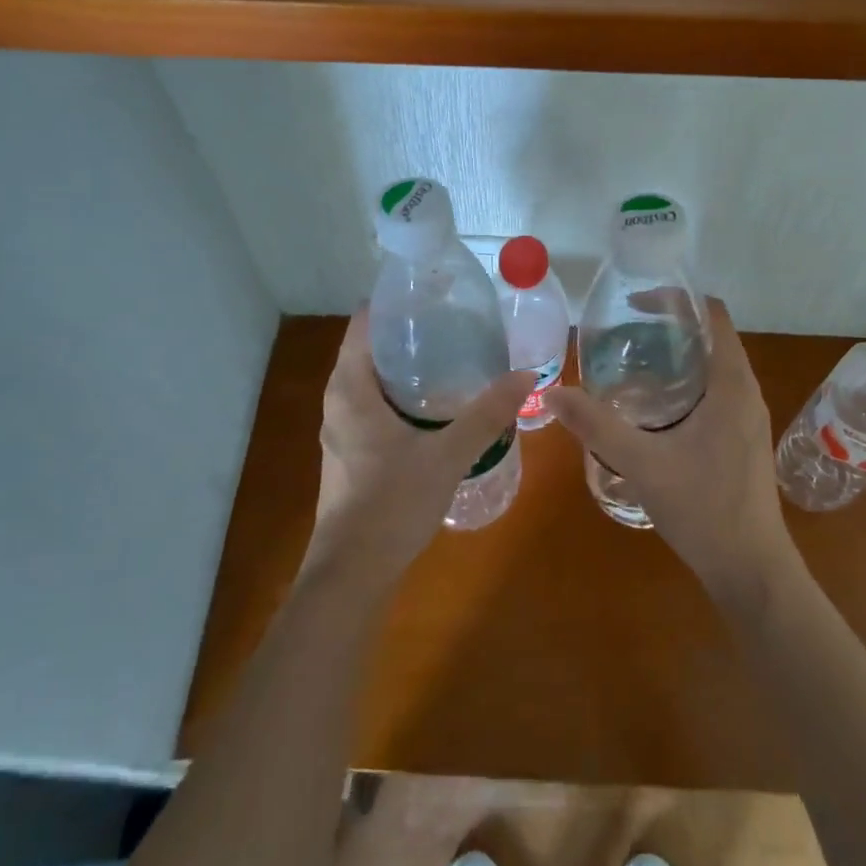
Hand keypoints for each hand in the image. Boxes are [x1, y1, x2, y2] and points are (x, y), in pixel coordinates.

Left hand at [302, 309, 534, 592]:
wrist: (352, 574)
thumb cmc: (390, 504)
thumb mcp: (447, 455)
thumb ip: (486, 414)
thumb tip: (526, 376)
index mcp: (350, 386)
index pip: (365, 321)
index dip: (397, 300)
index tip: (437, 291)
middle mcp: (339, 398)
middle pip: (372, 345)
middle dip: (412, 329)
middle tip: (457, 319)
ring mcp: (342, 425)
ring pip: (374, 375)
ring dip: (409, 361)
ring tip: (455, 350)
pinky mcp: (351, 448)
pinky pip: (376, 400)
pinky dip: (404, 388)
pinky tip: (439, 399)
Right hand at [546, 298, 795, 598]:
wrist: (751, 571)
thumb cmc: (704, 509)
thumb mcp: (642, 463)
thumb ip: (596, 426)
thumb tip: (551, 393)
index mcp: (732, 384)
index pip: (713, 315)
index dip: (676, 300)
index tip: (635, 305)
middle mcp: (746, 392)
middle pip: (711, 337)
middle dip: (669, 327)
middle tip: (623, 333)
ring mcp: (748, 417)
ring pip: (713, 367)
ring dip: (677, 357)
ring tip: (631, 363)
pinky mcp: (743, 439)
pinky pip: (715, 392)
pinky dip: (685, 383)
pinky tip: (652, 407)